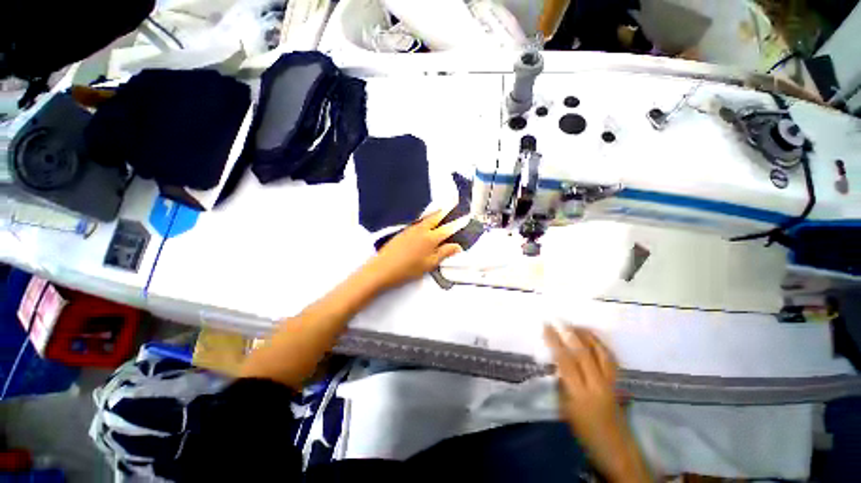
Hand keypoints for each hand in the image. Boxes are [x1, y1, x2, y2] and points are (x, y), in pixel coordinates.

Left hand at [363, 209, 464, 289]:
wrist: (383, 268)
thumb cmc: (408, 269)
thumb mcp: (429, 264)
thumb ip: (444, 253)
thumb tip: (457, 247)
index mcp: (431, 238)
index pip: (448, 228)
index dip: (458, 223)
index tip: (466, 217)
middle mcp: (422, 230)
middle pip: (436, 217)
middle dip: (446, 209)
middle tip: (453, 201)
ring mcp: (411, 229)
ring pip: (427, 218)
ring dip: (436, 213)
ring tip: (442, 209)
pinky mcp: (403, 231)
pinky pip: (418, 221)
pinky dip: (426, 218)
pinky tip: (426, 222)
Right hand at [544, 325, 650, 482]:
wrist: (617, 451)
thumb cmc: (586, 434)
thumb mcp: (566, 411)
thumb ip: (562, 385)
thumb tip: (556, 364)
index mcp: (579, 394)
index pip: (565, 360)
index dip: (554, 341)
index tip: (546, 326)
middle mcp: (597, 385)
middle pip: (584, 353)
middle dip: (570, 334)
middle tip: (560, 320)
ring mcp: (610, 383)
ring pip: (601, 353)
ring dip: (588, 337)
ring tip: (577, 326)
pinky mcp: (619, 384)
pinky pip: (610, 359)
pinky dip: (601, 346)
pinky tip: (595, 340)